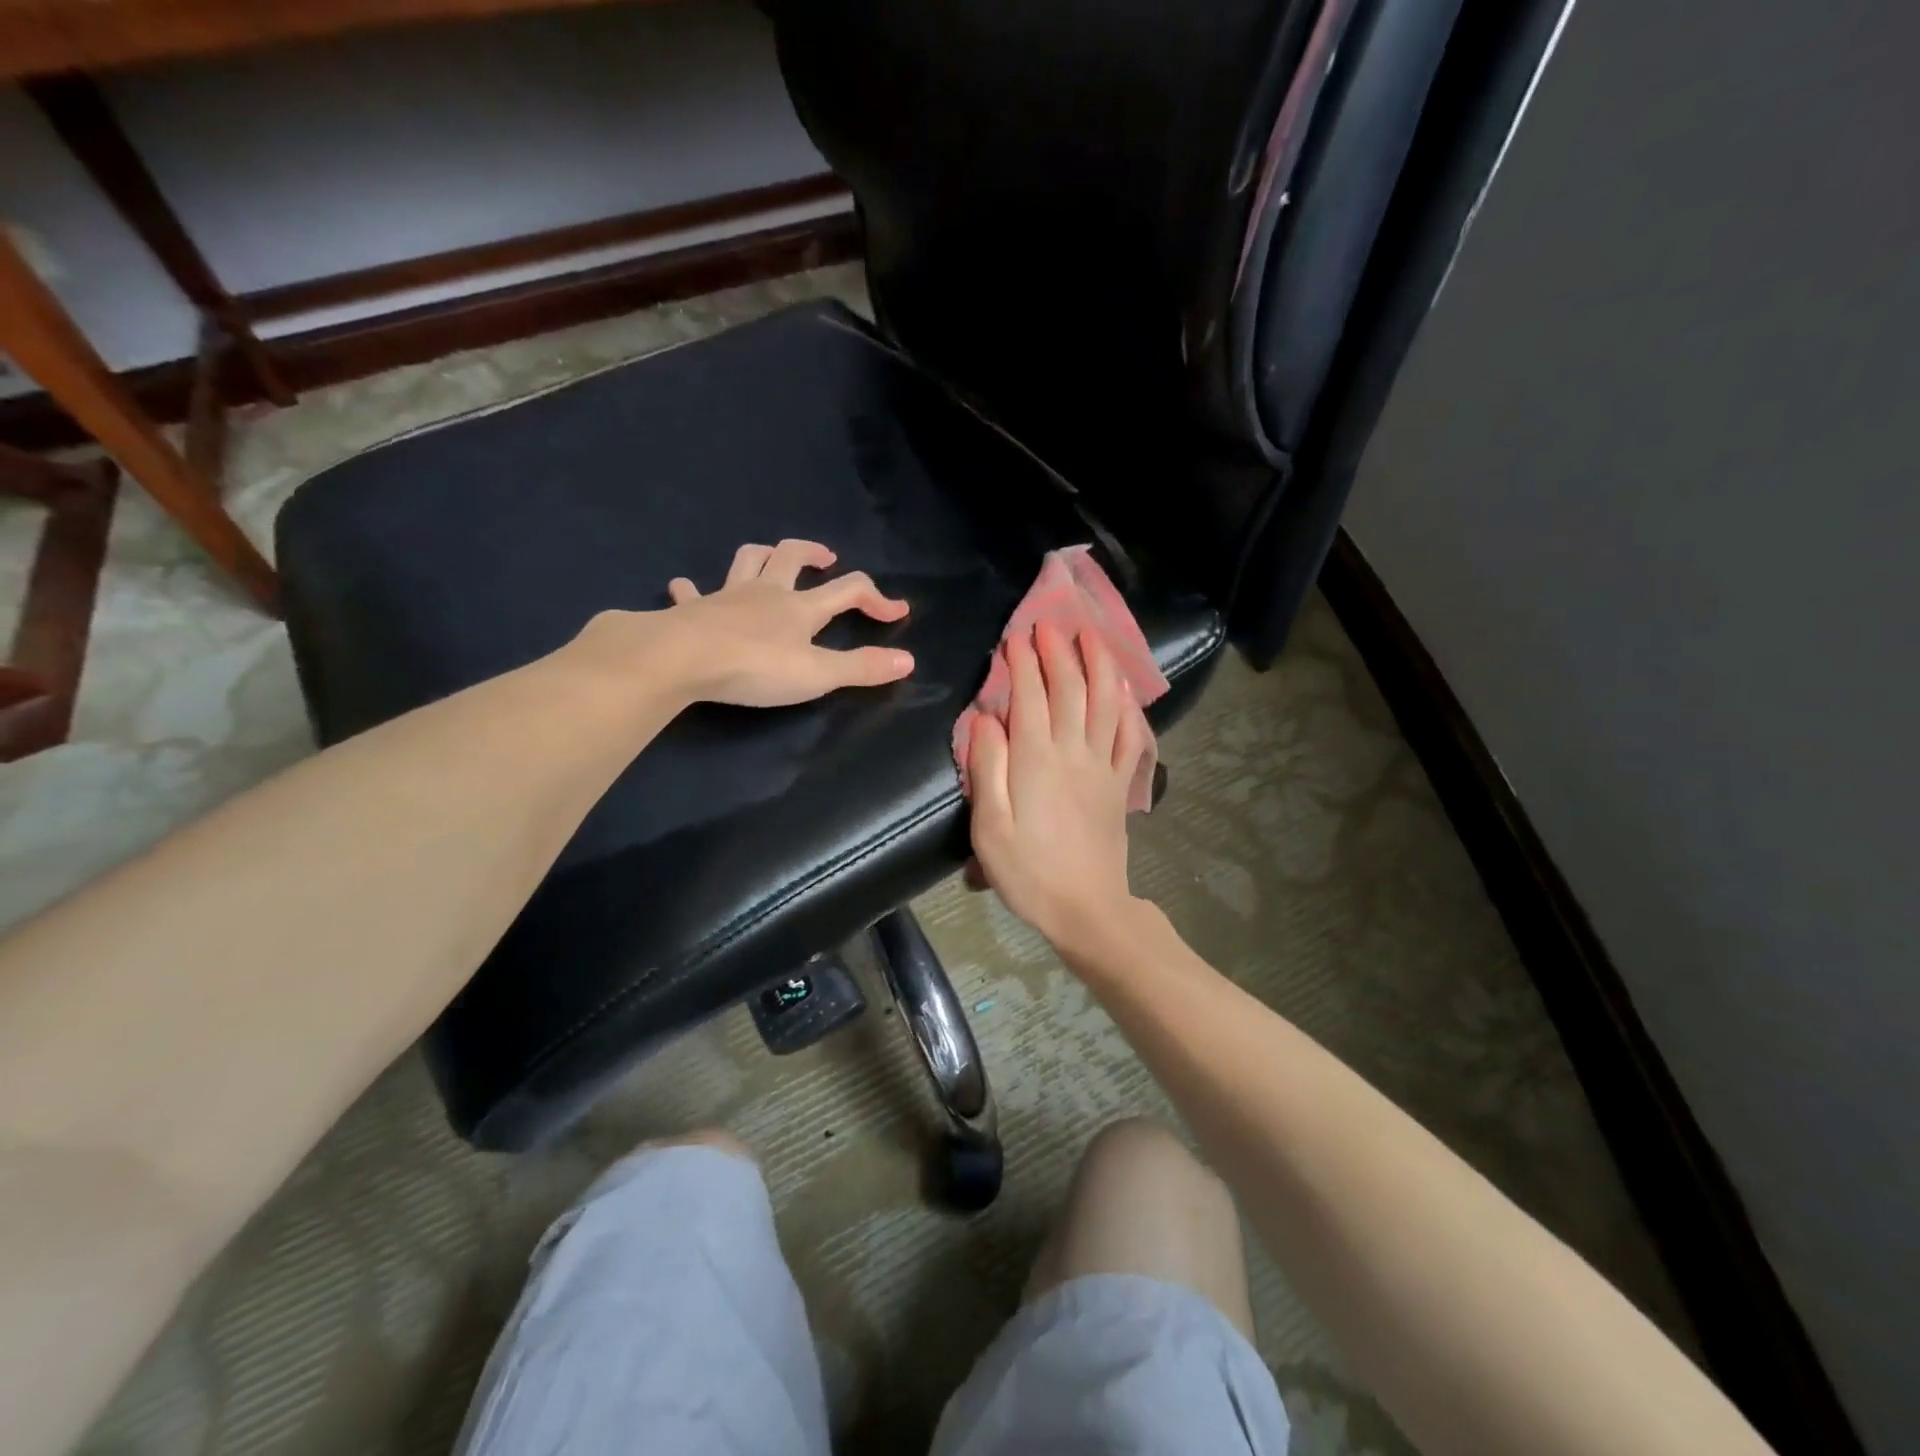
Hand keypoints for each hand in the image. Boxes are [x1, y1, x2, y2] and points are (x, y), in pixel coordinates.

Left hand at [569, 540, 912, 708]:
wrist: (681, 659)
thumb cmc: (754, 667)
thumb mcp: (817, 674)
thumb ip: (861, 667)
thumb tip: (909, 660)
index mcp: (800, 607)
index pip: (848, 591)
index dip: (876, 599)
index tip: (897, 612)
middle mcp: (766, 592)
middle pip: (793, 556)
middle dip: (814, 553)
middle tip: (828, 558)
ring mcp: (726, 596)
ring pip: (747, 561)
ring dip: (763, 555)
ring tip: (771, 559)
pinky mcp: (692, 610)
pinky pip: (692, 592)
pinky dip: (692, 589)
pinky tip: (684, 589)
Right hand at [966, 619, 1152, 951]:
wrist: (1086, 909)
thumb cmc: (1028, 872)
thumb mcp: (989, 827)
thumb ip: (987, 768)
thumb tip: (986, 718)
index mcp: (1036, 760)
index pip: (1031, 696)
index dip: (1023, 662)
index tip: (1016, 636)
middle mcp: (1074, 753)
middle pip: (1070, 690)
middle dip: (1059, 652)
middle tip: (1050, 623)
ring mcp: (1103, 767)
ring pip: (1105, 703)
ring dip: (1099, 665)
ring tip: (1092, 636)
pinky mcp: (1120, 785)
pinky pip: (1131, 738)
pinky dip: (1128, 709)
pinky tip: (1124, 691)